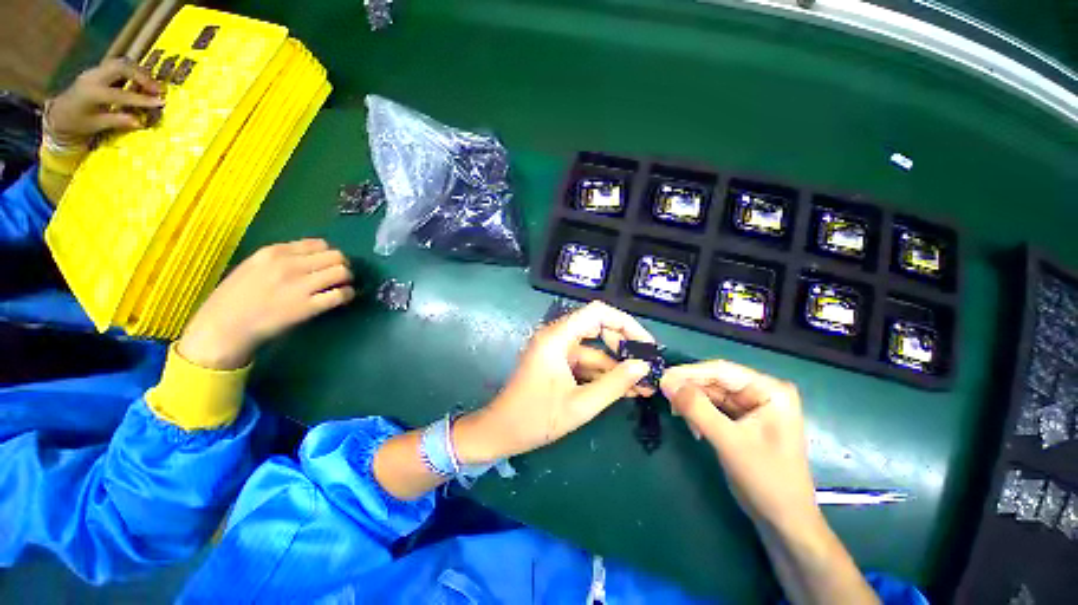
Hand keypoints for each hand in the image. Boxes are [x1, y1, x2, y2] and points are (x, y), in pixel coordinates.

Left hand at [45, 57, 163, 144]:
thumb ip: (117, 121)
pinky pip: (118, 65)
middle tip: (158, 89)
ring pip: (121, 63)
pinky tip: (140, 80)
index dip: (142, 99)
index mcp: (92, 93)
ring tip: (152, 84)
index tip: (161, 102)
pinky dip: (132, 70)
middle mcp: (93, 77)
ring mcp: (95, 71)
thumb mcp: (95, 126)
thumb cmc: (76, 123)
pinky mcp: (98, 71)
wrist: (59, 114)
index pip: (121, 95)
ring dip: (138, 72)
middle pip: (122, 67)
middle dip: (142, 76)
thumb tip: (139, 122)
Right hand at [177, 239, 354, 370]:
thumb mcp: (255, 266)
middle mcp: (289, 265)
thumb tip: (316, 255)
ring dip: (347, 279)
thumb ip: (283, 257)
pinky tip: (343, 298)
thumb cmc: (236, 297)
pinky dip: (348, 295)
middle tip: (339, 276)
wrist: (222, 327)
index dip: (329, 254)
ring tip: (340, 286)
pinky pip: (340, 294)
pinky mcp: (307, 307)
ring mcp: (299, 286)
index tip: (328, 264)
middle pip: (336, 256)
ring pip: (342, 272)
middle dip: (342, 265)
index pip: (319, 244)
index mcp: (275, 252)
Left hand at [455, 301, 656, 463]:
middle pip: (597, 328)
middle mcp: (556, 336)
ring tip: (644, 386)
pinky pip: (585, 362)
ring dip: (616, 366)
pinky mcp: (557, 363)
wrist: (501, 433)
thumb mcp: (580, 404)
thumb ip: (615, 383)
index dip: (625, 323)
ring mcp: (556, 350)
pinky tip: (625, 390)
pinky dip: (603, 374)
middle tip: (646, 366)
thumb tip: (643, 366)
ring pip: (593, 349)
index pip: (597, 313)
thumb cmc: (536, 418)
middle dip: (623, 347)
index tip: (645, 344)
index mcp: (557, 337)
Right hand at [660, 360, 819, 532]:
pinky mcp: (742, 420)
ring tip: (676, 413)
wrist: (784, 521)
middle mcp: (761, 392)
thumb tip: (665, 381)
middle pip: (715, 380)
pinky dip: (698, 414)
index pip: (721, 370)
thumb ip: (696, 408)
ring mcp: (752, 407)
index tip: (661, 377)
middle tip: (663, 396)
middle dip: (689, 389)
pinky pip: (713, 407)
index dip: (689, 372)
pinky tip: (691, 425)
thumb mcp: (729, 441)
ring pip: (711, 394)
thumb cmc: (766, 479)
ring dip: (692, 403)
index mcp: (769, 390)